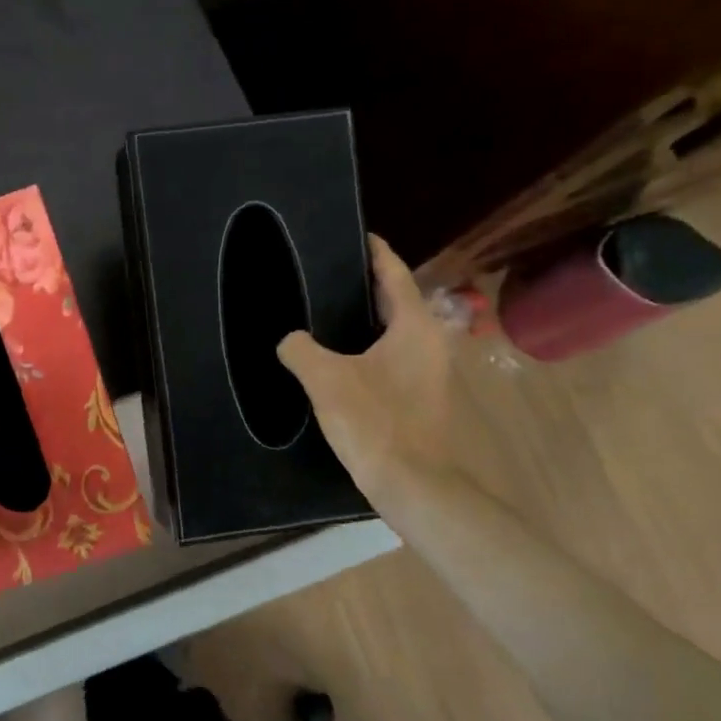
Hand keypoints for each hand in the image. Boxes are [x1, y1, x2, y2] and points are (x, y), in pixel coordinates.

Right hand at [277, 236, 450, 504]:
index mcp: (414, 326)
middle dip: (366, 287)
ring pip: (394, 333)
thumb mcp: (326, 380)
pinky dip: (369, 350)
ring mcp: (430, 372)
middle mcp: (430, 342)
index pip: (394, 274)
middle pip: (397, 302)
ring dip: (367, 322)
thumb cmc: (375, 422)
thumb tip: (290, 340)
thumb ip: (300, 350)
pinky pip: (392, 359)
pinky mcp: (422, 398)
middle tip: (328, 277)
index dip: (375, 252)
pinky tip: (340, 361)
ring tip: (327, 316)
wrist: (413, 484)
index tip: (357, 235)